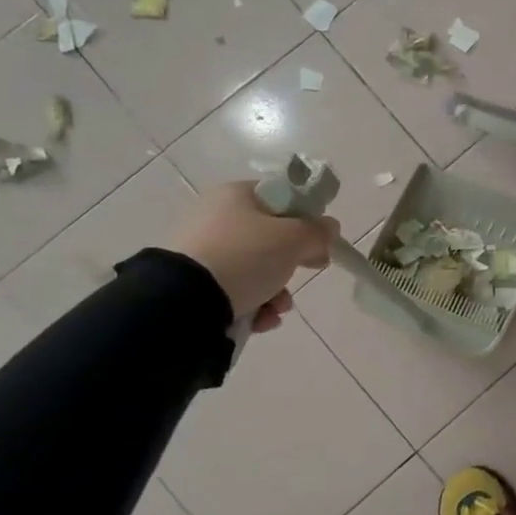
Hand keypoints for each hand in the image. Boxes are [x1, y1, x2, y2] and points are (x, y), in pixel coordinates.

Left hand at [166, 182, 337, 331]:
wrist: (185, 301)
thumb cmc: (246, 256)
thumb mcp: (294, 239)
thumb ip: (319, 231)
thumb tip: (330, 227)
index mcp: (235, 195)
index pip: (282, 199)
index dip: (306, 220)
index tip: (319, 243)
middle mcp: (215, 217)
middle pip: (270, 238)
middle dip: (292, 264)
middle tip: (307, 273)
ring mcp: (200, 251)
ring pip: (255, 268)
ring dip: (276, 291)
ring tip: (278, 309)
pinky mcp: (191, 282)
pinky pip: (234, 289)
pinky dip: (253, 304)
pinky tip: (260, 320)